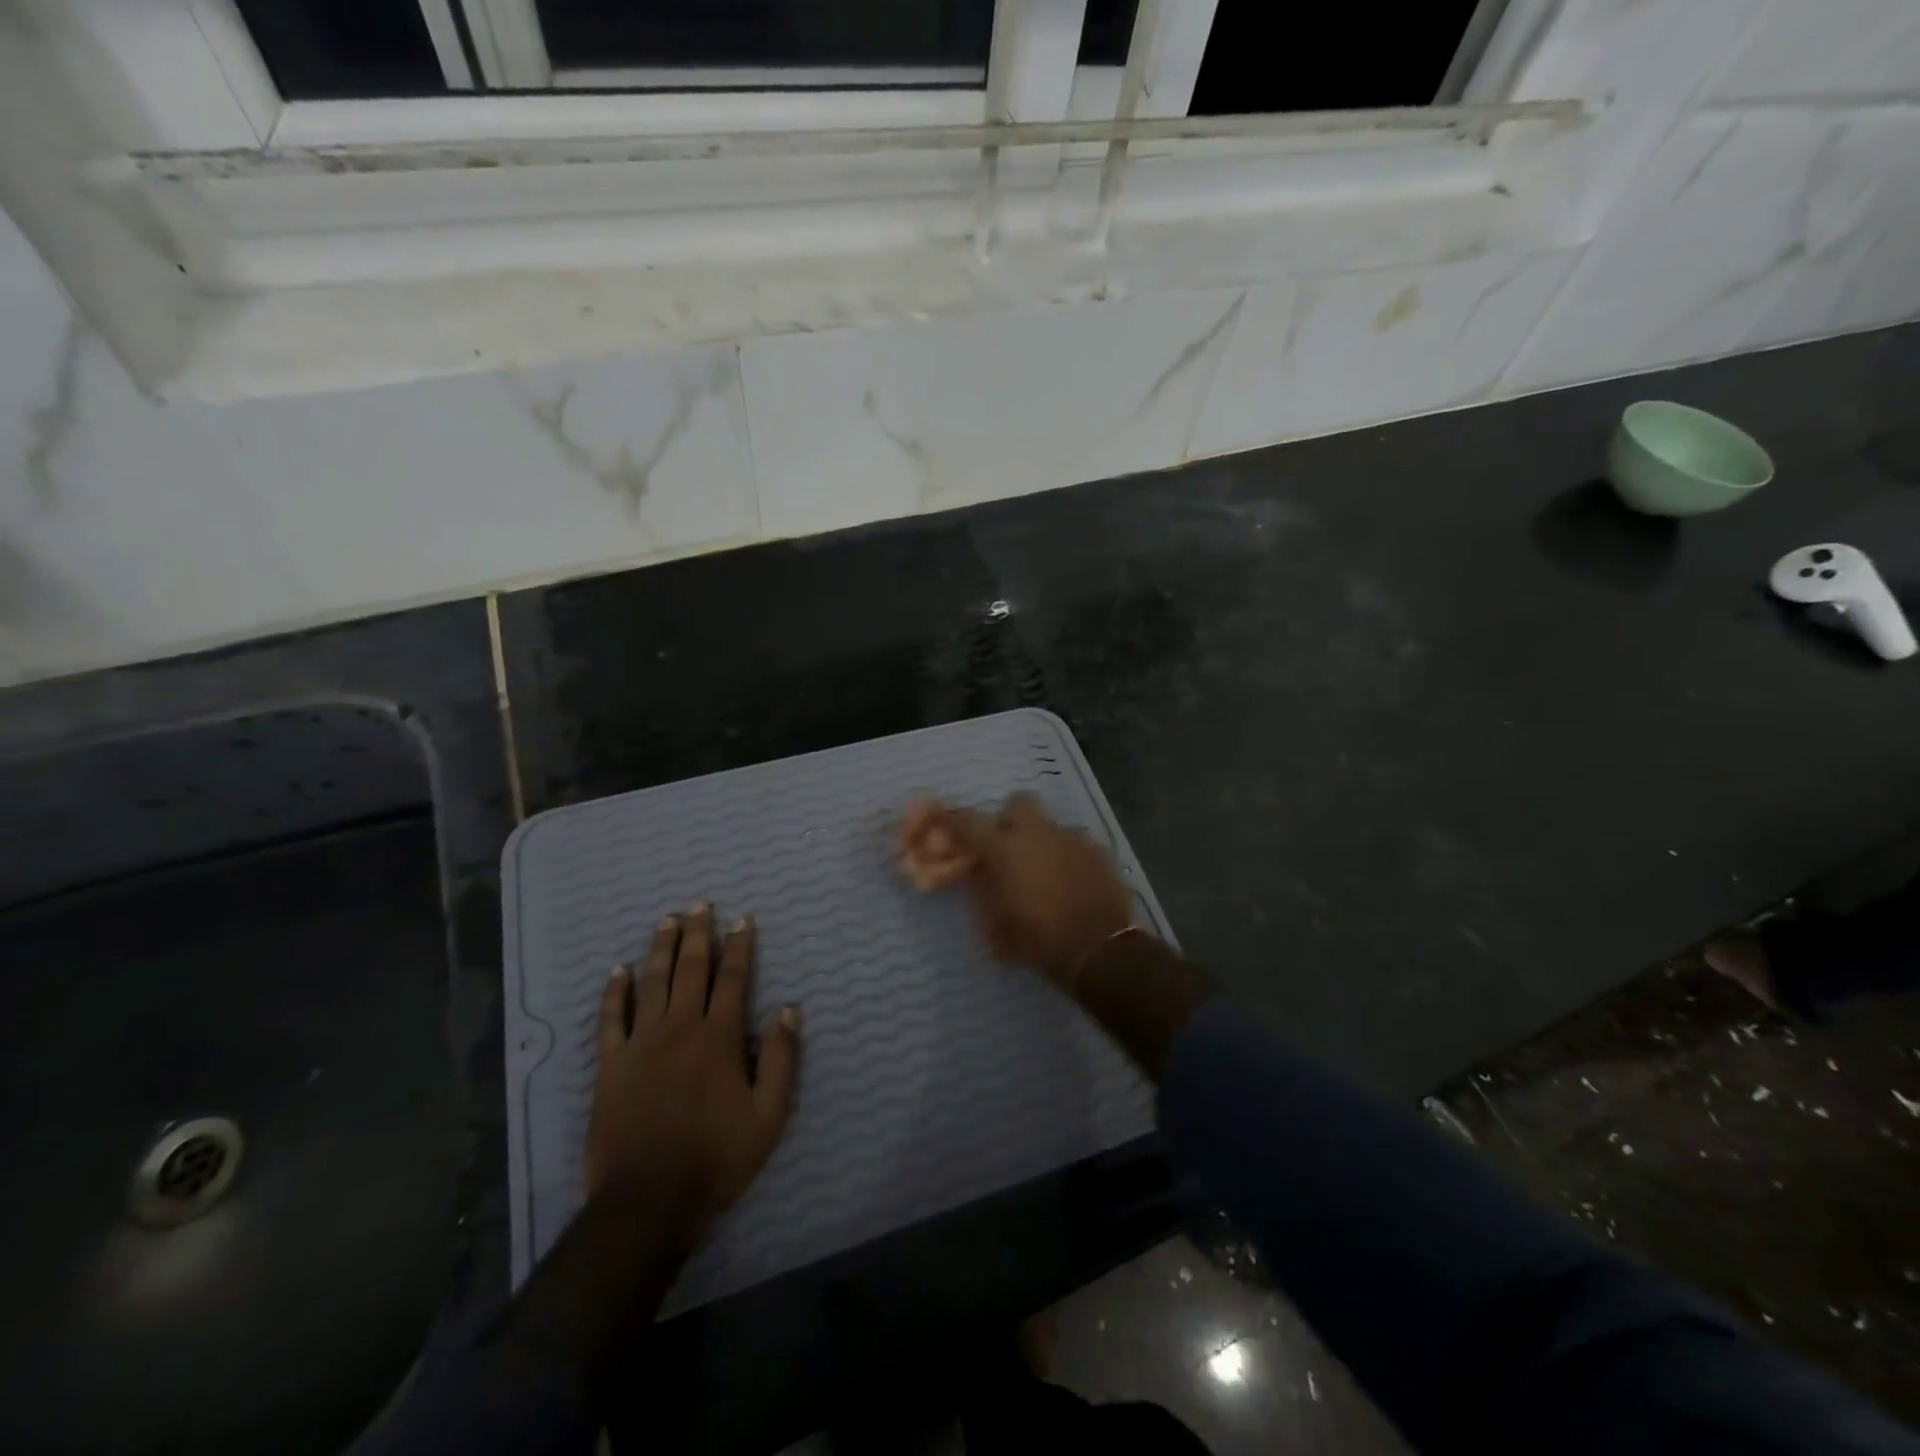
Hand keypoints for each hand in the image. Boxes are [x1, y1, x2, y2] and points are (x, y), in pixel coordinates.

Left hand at [586, 903, 799, 1244]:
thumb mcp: (769, 1115)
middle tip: (700, 905)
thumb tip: (790, 1009)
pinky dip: (615, 992)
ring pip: (652, 983)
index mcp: (719, 1037)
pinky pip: (610, 1019)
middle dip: (698, 935)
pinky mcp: (610, 1065)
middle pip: (690, 970)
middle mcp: (680, 1028)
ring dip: (660, 949)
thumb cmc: (716, 1158)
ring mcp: (640, 1044)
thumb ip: (782, 1059)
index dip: (740, 947)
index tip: (742, 920)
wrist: (647, 1202)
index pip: (733, 979)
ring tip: (666, 921)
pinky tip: (619, 971)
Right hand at [901, 793, 1135, 990]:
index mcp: (1004, 847)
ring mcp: (1071, 837)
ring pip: (1049, 825)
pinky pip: (1074, 842)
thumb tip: (978, 874)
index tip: (948, 826)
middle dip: (1009, 820)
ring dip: (1040, 841)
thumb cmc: (1038, 940)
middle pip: (1017, 803)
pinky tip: (1071, 881)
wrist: (1099, 948)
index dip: (953, 821)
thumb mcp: (996, 925)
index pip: (967, 820)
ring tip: (1044, 871)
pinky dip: (1067, 855)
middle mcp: (1036, 832)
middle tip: (1007, 847)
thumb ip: (984, 891)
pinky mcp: (1098, 849)